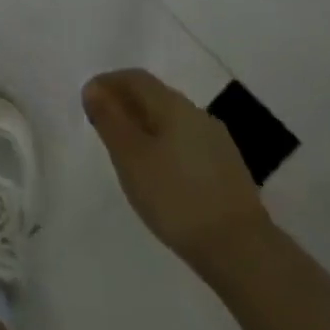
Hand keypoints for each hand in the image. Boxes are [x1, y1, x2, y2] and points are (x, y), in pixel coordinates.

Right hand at [82, 68, 269, 270]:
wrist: (242, 251)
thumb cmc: (176, 197)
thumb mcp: (130, 157)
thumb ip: (110, 120)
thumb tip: (94, 89)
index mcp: (174, 106)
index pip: (136, 78)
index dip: (108, 82)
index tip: (87, 100)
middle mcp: (198, 115)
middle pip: (155, 96)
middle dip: (126, 103)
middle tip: (102, 125)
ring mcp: (217, 143)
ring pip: (172, 121)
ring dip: (145, 125)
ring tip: (126, 151)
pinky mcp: (227, 170)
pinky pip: (186, 143)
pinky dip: (164, 145)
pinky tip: (158, 172)